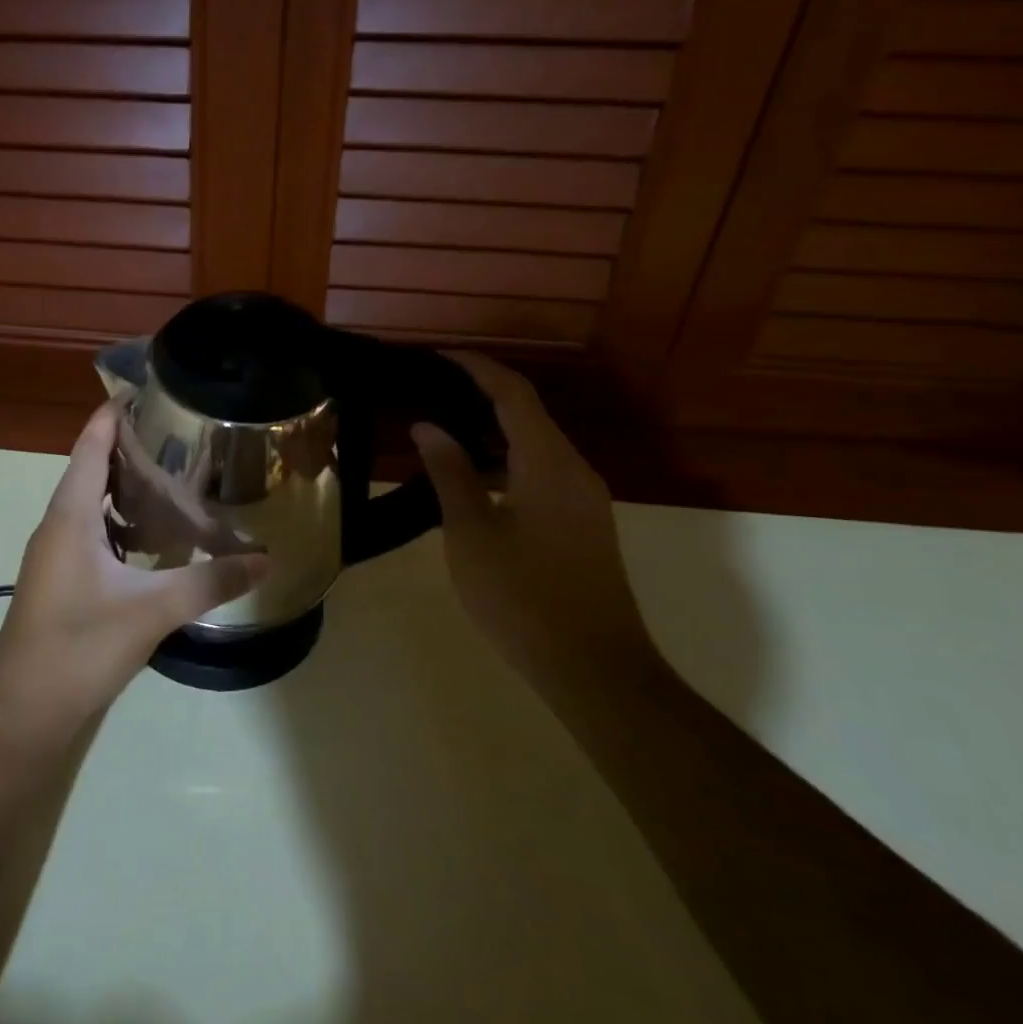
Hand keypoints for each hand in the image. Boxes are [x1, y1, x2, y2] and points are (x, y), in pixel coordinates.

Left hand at [0, 402, 268, 745]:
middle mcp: (58, 525)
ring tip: (175, 473)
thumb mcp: (151, 612)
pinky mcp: (62, 580)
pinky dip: (121, 519)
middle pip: (92, 468)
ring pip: (92, 502)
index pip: (91, 445)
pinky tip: (154, 534)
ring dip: (125, 484)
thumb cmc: (78, 649)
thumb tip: (266, 560)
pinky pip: (92, 530)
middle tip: (181, 431)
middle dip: (131, 445)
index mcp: (70, 516)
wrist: (23, 715)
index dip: (115, 413)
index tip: (150, 390)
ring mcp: (56, 554)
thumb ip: (210, 583)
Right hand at [411, 352, 653, 681]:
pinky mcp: (585, 522)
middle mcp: (573, 468)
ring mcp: (585, 497)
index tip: (437, 356)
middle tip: (431, 392)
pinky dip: (508, 458)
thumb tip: (428, 426)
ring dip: (494, 429)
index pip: (512, 393)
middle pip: (528, 412)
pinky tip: (476, 479)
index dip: (476, 367)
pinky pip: (544, 470)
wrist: (594, 667)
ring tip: (445, 431)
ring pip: (537, 443)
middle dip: (481, 393)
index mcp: (547, 463)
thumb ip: (449, 474)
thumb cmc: (523, 598)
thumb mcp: (471, 534)